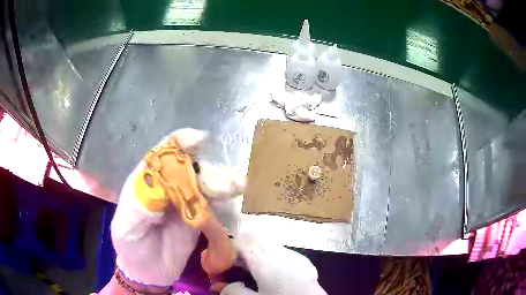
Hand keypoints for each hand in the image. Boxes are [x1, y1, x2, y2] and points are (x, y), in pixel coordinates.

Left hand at [110, 129, 244, 287]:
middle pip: (190, 169)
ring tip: (238, 187)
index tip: (200, 141)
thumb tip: (166, 187)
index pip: (163, 154)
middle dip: (209, 171)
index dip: (180, 143)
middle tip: (227, 182)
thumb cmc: (130, 247)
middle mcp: (168, 187)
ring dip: (222, 184)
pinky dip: (225, 206)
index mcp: (147, 181)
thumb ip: (141, 205)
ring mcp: (185, 203)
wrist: (147, 273)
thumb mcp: (126, 227)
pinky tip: (234, 206)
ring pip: (206, 186)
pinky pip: (214, 208)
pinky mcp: (198, 219)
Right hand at [211, 233, 326, 294]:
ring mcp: (294, 255)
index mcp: (266, 262)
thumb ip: (234, 292)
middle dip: (239, 245)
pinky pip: (280, 250)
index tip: (222, 260)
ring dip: (254, 250)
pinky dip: (269, 255)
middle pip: (254, 237)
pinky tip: (271, 272)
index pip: (242, 241)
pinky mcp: (303, 260)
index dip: (228, 247)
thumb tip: (221, 285)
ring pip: (267, 242)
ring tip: (250, 268)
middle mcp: (280, 253)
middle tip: (233, 262)